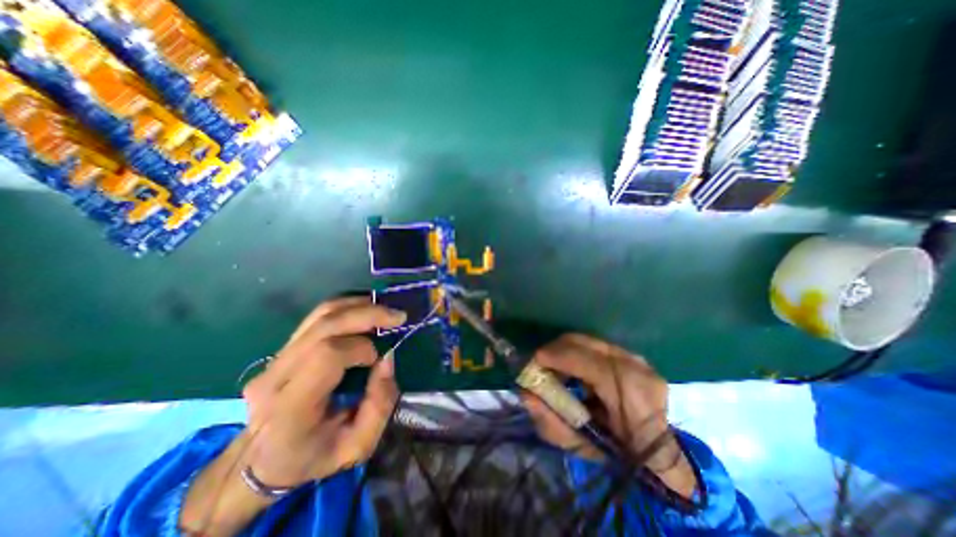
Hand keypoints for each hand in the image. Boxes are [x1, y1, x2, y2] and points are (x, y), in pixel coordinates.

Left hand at [243, 295, 407, 487]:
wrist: (259, 462)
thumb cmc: (312, 457)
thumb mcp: (357, 446)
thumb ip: (380, 405)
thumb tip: (388, 358)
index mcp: (291, 408)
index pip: (327, 355)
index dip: (360, 348)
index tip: (377, 359)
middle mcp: (276, 376)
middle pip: (325, 326)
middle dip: (367, 314)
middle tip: (398, 316)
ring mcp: (274, 359)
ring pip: (320, 315)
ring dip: (358, 306)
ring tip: (385, 311)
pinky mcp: (280, 350)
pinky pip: (316, 318)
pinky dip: (346, 308)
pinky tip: (365, 311)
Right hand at [523, 333, 694, 496]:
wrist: (656, 453)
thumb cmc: (618, 454)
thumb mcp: (581, 445)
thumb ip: (550, 421)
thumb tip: (525, 394)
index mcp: (633, 394)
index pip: (590, 362)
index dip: (558, 356)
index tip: (535, 359)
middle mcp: (637, 368)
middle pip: (586, 343)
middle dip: (556, 349)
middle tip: (540, 362)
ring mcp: (637, 358)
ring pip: (589, 341)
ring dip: (565, 349)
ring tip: (554, 365)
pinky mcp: (632, 355)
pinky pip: (596, 345)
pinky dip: (578, 351)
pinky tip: (572, 366)